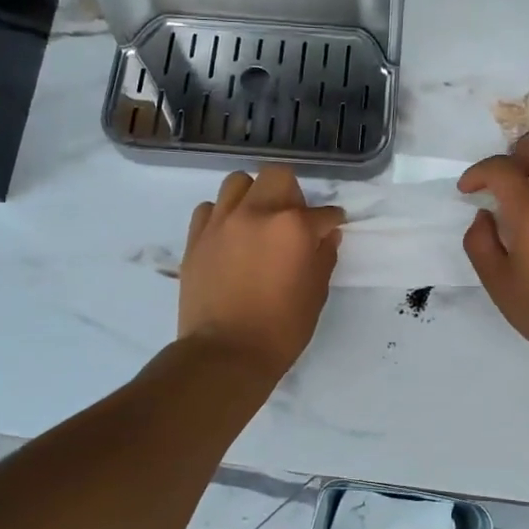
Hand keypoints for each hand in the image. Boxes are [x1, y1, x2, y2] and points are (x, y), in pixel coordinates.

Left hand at [179, 167, 344, 379]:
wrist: (225, 353)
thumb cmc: (280, 329)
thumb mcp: (315, 294)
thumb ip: (323, 257)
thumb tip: (327, 235)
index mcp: (293, 227)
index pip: (323, 212)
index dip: (331, 221)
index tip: (332, 228)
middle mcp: (257, 213)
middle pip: (278, 176)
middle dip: (292, 193)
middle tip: (292, 219)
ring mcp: (222, 222)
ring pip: (238, 182)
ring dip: (253, 195)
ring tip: (257, 220)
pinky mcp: (196, 237)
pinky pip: (210, 208)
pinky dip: (222, 215)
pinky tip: (230, 235)